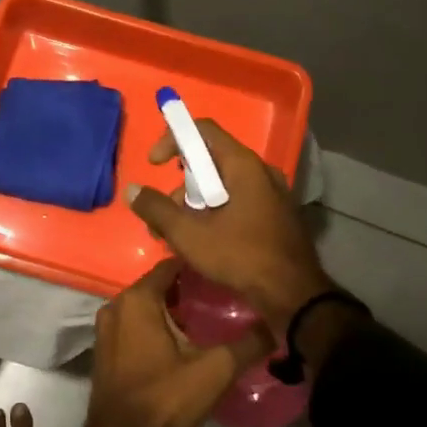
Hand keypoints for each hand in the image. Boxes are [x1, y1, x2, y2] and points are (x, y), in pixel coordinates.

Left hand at [80, 260, 268, 426]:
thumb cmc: (165, 397)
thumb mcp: (214, 370)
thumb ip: (247, 344)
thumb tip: (274, 326)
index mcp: (137, 299)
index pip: (170, 266)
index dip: (197, 268)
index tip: (222, 275)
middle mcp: (116, 305)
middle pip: (157, 286)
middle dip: (186, 290)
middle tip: (219, 299)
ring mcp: (106, 329)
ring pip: (145, 307)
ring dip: (170, 311)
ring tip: (205, 320)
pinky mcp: (105, 350)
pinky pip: (133, 325)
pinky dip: (154, 327)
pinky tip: (180, 343)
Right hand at [127, 120, 332, 330]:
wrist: (294, 296)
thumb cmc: (241, 256)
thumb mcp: (189, 235)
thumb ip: (157, 209)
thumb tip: (132, 191)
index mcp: (243, 165)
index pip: (203, 130)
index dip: (173, 139)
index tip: (155, 165)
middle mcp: (260, 171)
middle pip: (210, 160)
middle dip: (181, 184)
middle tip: (165, 214)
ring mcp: (271, 193)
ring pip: (223, 184)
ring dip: (195, 204)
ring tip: (179, 237)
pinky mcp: (275, 215)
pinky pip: (238, 201)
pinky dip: (215, 213)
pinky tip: (203, 242)